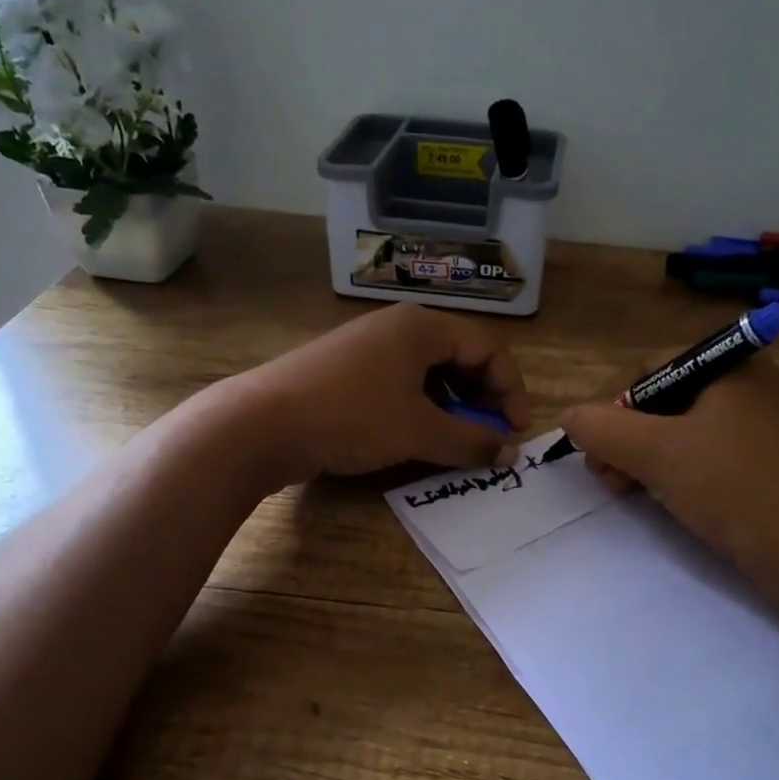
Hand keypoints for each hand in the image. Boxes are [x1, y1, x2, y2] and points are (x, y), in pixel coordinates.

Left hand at [233, 304, 531, 482]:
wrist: (262, 424)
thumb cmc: (352, 416)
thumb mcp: (418, 431)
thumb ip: (470, 441)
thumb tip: (509, 453)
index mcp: (421, 327)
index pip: (488, 347)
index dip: (511, 389)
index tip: (516, 431)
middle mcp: (397, 328)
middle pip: (460, 356)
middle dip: (483, 398)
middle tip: (490, 436)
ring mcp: (368, 349)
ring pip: (429, 373)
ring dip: (453, 406)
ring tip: (456, 440)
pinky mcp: (346, 372)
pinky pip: (400, 385)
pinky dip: (421, 409)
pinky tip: (417, 437)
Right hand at [560, 356, 778, 634]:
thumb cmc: (737, 488)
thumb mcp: (657, 453)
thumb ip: (602, 429)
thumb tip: (570, 416)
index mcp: (732, 365)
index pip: (651, 369)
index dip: (615, 407)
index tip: (599, 452)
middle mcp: (753, 386)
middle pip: (667, 402)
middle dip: (628, 438)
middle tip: (611, 480)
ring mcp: (768, 429)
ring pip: (688, 434)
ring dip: (650, 461)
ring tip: (633, 495)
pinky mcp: (775, 468)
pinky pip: (714, 459)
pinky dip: (684, 476)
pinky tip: (673, 504)